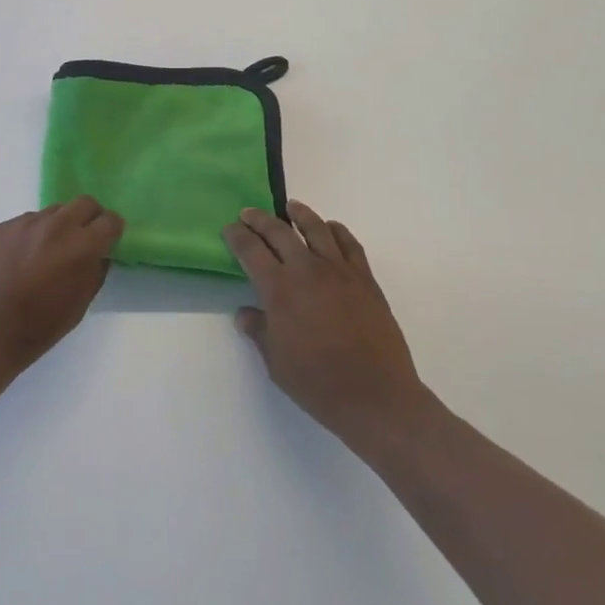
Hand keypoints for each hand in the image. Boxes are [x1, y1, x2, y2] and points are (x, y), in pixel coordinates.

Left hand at [0, 197, 123, 381]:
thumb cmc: (36, 329)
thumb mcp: (78, 307)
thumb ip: (94, 273)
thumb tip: (98, 254)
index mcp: (80, 246)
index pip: (109, 220)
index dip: (112, 230)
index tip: (109, 240)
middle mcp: (55, 225)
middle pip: (84, 203)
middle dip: (90, 218)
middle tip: (84, 239)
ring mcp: (25, 223)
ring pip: (54, 211)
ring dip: (60, 225)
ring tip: (48, 253)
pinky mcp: (2, 227)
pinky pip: (27, 222)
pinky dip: (33, 234)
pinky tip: (21, 259)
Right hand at [224, 202, 429, 447]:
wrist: (376, 397)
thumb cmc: (318, 384)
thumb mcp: (276, 363)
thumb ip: (259, 331)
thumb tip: (245, 313)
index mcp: (279, 289)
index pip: (251, 250)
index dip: (236, 236)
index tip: (229, 229)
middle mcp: (307, 270)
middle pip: (279, 231)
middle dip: (260, 220)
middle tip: (249, 214)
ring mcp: (339, 271)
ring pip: (316, 228)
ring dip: (299, 214)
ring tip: (290, 207)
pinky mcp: (365, 279)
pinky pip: (349, 243)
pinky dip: (336, 230)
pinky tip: (330, 229)